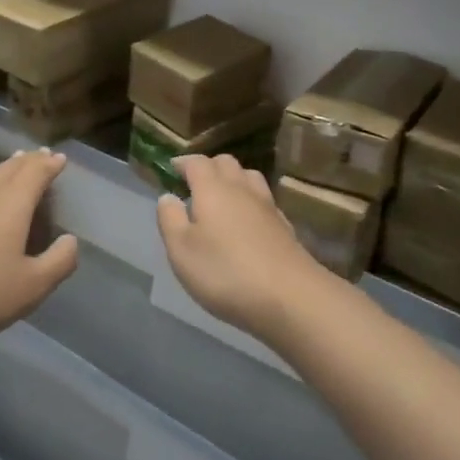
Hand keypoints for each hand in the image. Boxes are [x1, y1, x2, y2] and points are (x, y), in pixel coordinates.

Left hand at [0, 149, 78, 358]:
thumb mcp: (33, 286)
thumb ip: (59, 261)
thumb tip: (70, 240)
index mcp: (12, 205)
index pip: (34, 173)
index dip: (49, 164)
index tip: (61, 159)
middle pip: (11, 168)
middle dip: (29, 160)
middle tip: (43, 156)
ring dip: (8, 166)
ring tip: (17, 163)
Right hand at [156, 154, 333, 341]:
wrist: (291, 298)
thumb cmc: (225, 272)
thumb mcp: (182, 250)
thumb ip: (170, 219)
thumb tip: (168, 196)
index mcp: (212, 189)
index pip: (197, 162)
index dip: (183, 163)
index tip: (171, 169)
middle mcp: (241, 189)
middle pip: (226, 163)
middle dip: (208, 167)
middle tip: (194, 184)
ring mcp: (267, 206)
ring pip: (249, 177)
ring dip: (233, 180)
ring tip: (220, 199)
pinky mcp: (285, 227)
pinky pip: (264, 201)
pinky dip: (251, 202)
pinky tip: (246, 222)